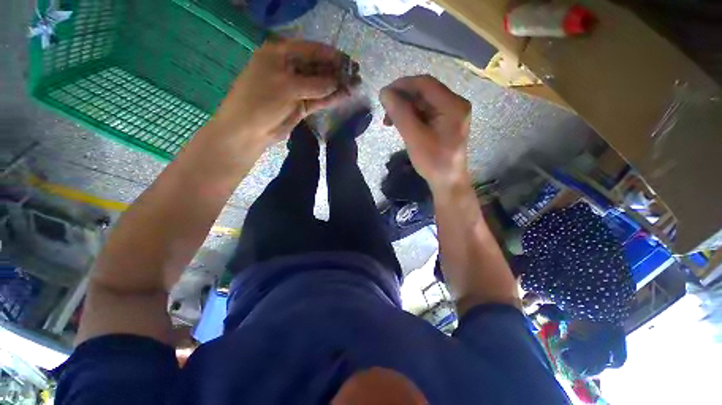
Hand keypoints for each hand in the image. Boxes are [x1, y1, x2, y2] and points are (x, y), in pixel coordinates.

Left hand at [211, 39, 358, 147]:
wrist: (250, 130)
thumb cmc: (262, 101)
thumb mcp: (288, 87)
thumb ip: (315, 84)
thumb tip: (338, 82)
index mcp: (280, 54)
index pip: (311, 50)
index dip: (331, 55)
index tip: (349, 61)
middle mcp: (289, 68)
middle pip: (317, 67)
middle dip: (337, 71)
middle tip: (356, 75)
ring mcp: (296, 88)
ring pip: (320, 84)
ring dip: (337, 86)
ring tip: (356, 86)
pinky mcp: (301, 105)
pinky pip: (319, 99)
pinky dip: (331, 98)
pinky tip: (345, 96)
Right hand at [380, 75, 471, 193]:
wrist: (447, 181)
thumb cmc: (433, 161)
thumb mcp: (414, 137)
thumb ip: (400, 113)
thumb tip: (384, 93)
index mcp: (452, 104)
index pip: (425, 83)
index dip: (402, 85)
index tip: (383, 95)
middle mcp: (454, 104)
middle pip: (424, 92)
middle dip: (402, 99)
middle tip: (385, 113)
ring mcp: (451, 113)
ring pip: (423, 102)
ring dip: (404, 109)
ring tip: (389, 121)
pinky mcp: (445, 122)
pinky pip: (425, 112)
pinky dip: (411, 116)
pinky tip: (400, 124)